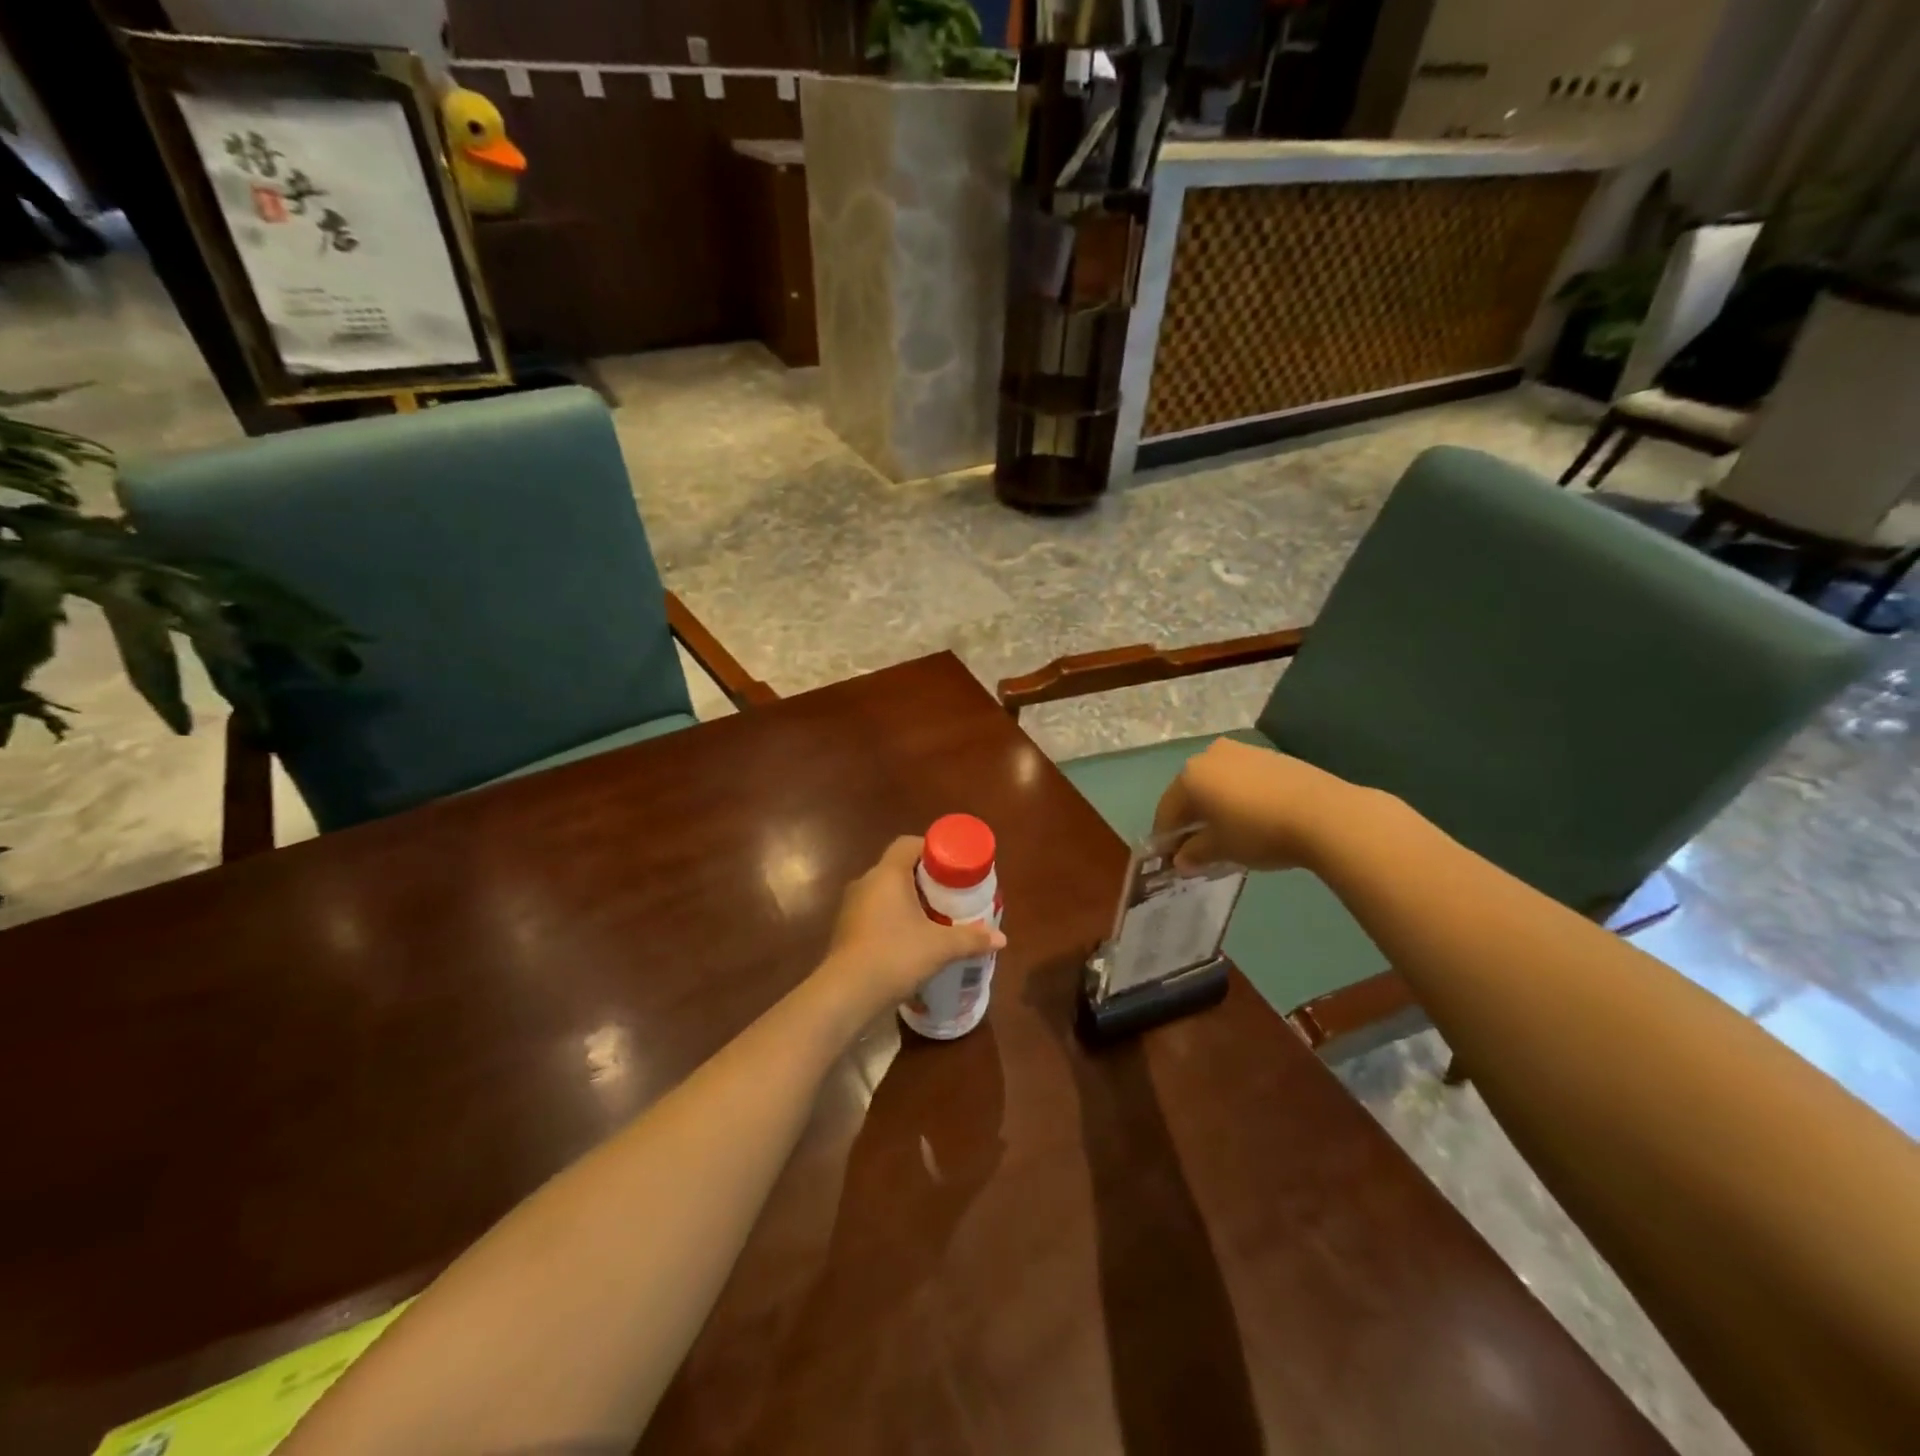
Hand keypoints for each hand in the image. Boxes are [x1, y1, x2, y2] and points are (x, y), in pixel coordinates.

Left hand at [817, 837, 1005, 1018]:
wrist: (846, 994)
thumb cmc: (894, 956)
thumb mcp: (940, 947)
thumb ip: (971, 938)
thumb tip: (1002, 938)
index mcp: (887, 874)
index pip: (908, 844)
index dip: (932, 849)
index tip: (953, 866)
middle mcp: (866, 883)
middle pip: (899, 868)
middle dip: (926, 879)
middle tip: (951, 894)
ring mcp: (852, 907)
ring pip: (886, 893)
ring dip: (909, 901)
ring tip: (935, 918)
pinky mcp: (847, 930)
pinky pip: (876, 913)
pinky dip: (894, 919)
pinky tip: (912, 941)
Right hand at [1151, 738, 1370, 873]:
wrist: (1324, 814)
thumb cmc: (1259, 832)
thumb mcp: (1221, 849)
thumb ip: (1195, 854)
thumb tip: (1181, 861)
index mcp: (1190, 775)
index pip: (1167, 809)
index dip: (1166, 837)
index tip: (1169, 859)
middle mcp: (1210, 756)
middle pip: (1191, 792)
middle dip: (1190, 819)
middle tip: (1196, 846)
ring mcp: (1243, 752)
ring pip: (1218, 783)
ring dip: (1215, 806)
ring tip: (1226, 833)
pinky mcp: (1271, 756)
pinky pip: (1242, 779)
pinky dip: (1239, 798)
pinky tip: (1252, 819)